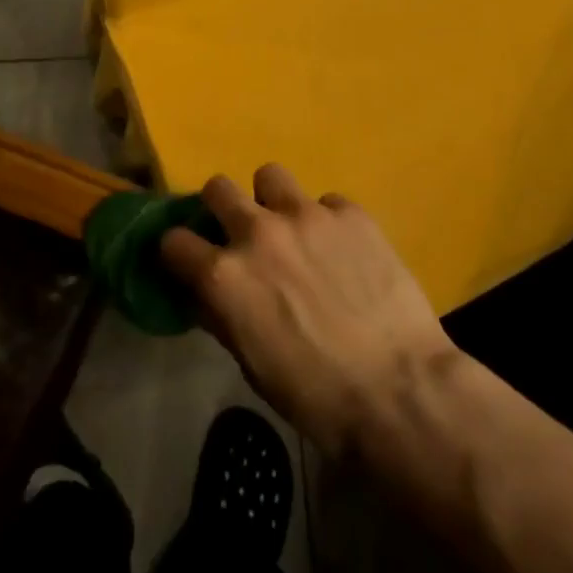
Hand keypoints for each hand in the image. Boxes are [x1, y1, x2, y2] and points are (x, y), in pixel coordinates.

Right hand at [160, 166, 458, 457]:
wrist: (399, 391)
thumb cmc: (316, 397)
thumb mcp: (252, 365)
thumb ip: (224, 316)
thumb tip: (208, 294)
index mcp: (224, 275)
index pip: (173, 240)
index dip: (178, 252)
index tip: (188, 260)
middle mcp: (257, 232)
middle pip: (218, 188)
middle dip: (220, 208)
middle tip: (239, 233)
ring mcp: (306, 215)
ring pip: (270, 176)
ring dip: (272, 200)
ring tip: (292, 228)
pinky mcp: (350, 213)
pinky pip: (327, 202)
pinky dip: (327, 222)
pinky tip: (344, 250)